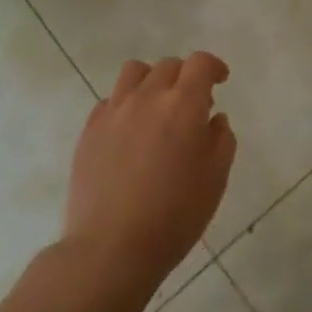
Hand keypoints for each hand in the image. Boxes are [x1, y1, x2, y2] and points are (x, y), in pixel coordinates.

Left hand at [61, 54, 235, 288]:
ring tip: (157, 109)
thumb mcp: (215, 179)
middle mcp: (147, 97)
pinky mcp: (90, 129)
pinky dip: (126, 105)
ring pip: (134, 73)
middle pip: (168, 66)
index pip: (200, 63)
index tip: (220, 80)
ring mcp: (114, 111)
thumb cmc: (174, 215)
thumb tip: (213, 118)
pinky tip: (131, 133)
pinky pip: (111, 100)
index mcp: (182, 105)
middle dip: (185, 77)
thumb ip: (221, 139)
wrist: (111, 248)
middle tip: (192, 106)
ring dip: (152, 81)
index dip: (213, 66)